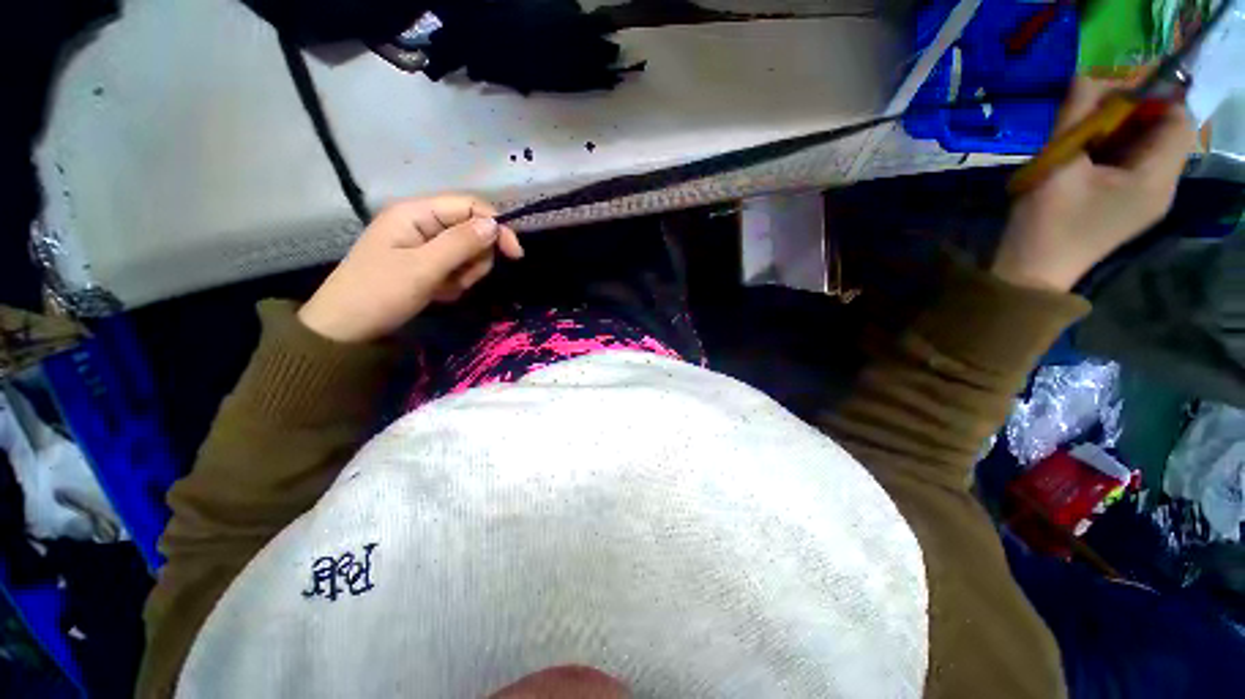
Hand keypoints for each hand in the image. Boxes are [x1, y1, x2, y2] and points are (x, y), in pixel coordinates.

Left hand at [298, 194, 522, 342]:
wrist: (348, 328)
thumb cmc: (380, 293)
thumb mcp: (423, 268)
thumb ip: (461, 244)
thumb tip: (495, 225)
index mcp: (416, 213)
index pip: (470, 206)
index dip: (496, 226)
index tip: (515, 255)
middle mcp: (423, 223)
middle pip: (472, 230)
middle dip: (476, 258)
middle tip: (461, 279)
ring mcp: (425, 244)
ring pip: (468, 252)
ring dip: (465, 273)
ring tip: (444, 289)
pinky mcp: (427, 263)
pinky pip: (457, 267)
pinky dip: (455, 282)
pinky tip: (438, 293)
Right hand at [993, 79, 1196, 290]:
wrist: (1030, 274)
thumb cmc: (1046, 223)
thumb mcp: (1059, 164)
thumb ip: (1076, 116)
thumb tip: (1085, 76)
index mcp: (1156, 179)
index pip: (1178, 120)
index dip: (1152, 98)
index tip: (1112, 96)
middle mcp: (1162, 187)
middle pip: (1163, 132)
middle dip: (1131, 115)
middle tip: (1090, 115)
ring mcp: (1146, 200)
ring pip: (1146, 148)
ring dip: (1118, 133)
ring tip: (1082, 140)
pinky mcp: (1127, 207)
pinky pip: (1133, 165)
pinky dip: (1113, 152)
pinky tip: (1084, 159)